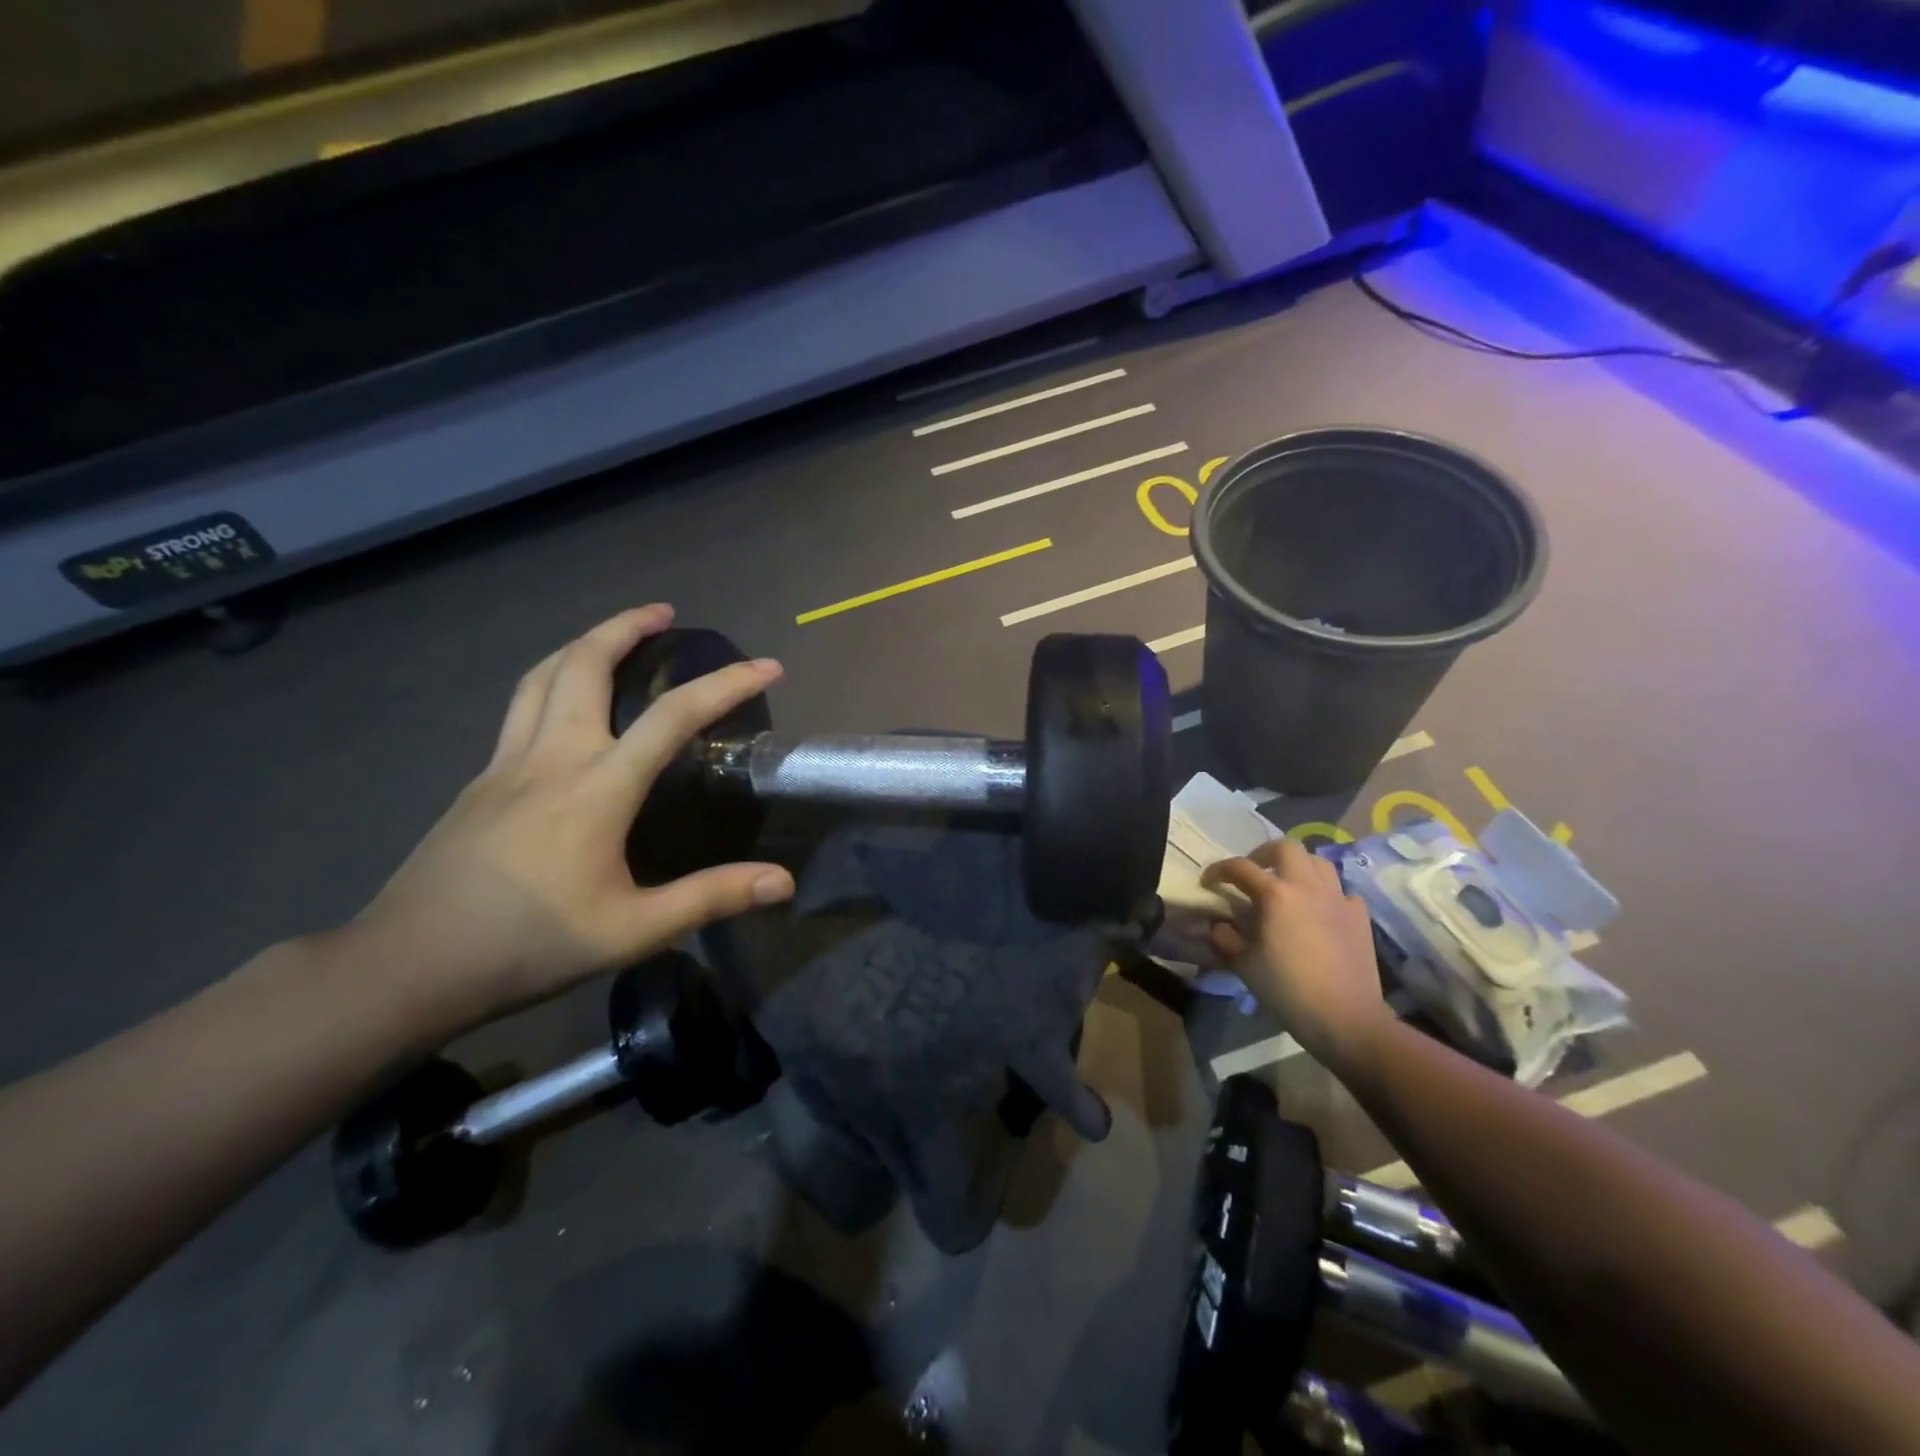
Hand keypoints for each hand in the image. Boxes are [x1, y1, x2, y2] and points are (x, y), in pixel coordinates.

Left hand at [343, 605, 794, 1036]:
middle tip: (664, 613)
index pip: (673, 717)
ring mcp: (506, 764)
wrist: (407, 967)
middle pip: (584, 665)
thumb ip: (710, 897)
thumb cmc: (528, 946)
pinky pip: (521, 706)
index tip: (767, 666)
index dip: (726, 684)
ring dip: (583, 643)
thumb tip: (783, 882)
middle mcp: (550, 757)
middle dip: (626, 626)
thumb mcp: (632, 931)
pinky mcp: (481, 780)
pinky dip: (553, 679)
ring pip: (542, 677)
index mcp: (595, 788)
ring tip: (615, 635)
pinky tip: (566, 701)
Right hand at [1203, 839, 1386, 1073]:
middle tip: (1253, 872)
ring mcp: (1338, 898)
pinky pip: (1341, 890)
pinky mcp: (1359, 915)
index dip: (1219, 870)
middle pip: (1285, 847)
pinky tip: (1319, 910)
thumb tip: (1220, 924)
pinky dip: (1326, 893)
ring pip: (1317, 862)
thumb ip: (1226, 937)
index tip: (1209, 882)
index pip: (1239, 867)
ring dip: (1297, 866)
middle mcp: (1307, 886)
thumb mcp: (1243, 964)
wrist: (1346, 1018)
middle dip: (1263, 854)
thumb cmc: (1287, 989)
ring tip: (1287, 885)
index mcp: (1275, 894)